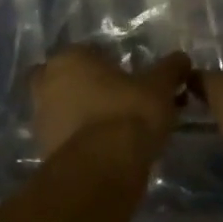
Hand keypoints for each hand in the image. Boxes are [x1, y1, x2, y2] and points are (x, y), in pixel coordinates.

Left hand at [32, 47, 190, 159]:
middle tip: (123, 102)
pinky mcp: (44, 149)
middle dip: (94, 89)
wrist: (102, 169)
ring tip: (120, 129)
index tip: (135, 81)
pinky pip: (69, 136)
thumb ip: (170, 69)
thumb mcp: (160, 87)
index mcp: (69, 58)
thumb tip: (182, 59)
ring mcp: (40, 118)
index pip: (92, 52)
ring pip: (68, 109)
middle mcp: (46, 82)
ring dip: (88, 115)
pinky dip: (85, 139)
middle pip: (74, 80)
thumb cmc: (129, 114)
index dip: (114, 66)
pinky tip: (109, 149)